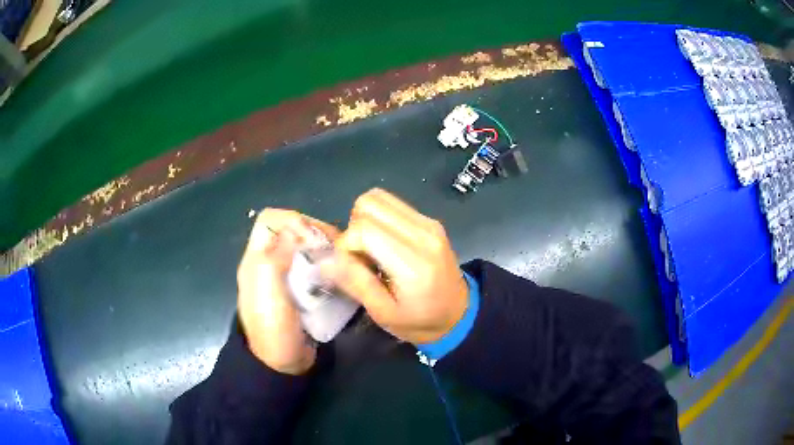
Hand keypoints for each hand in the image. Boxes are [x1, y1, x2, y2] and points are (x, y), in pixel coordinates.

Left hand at [237, 209, 338, 374]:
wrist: (280, 363)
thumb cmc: (272, 326)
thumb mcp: (268, 289)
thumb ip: (276, 255)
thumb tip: (294, 230)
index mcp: (256, 259)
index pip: (270, 219)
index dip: (293, 220)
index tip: (314, 238)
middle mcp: (269, 263)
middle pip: (290, 230)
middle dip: (313, 233)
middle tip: (335, 246)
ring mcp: (286, 278)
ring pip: (304, 249)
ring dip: (322, 249)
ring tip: (341, 259)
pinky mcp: (301, 291)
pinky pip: (314, 269)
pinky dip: (326, 266)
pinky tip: (338, 274)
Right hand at [325, 189, 468, 343]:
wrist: (459, 314)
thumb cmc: (420, 322)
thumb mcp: (383, 313)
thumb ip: (355, 282)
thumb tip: (325, 258)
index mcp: (413, 263)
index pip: (364, 228)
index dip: (346, 245)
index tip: (350, 267)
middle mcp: (423, 233)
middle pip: (369, 203)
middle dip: (354, 228)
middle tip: (361, 257)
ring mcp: (429, 222)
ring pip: (378, 197)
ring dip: (364, 220)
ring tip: (372, 249)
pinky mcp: (429, 220)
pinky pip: (392, 204)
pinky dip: (378, 218)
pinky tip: (384, 244)